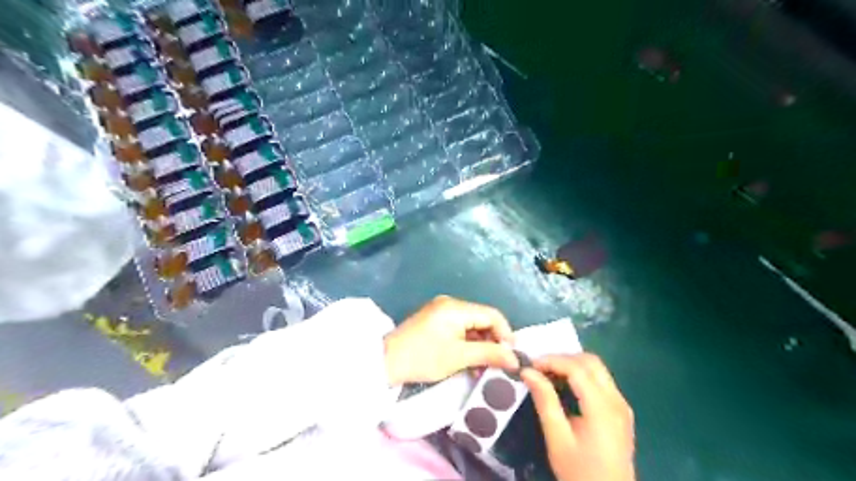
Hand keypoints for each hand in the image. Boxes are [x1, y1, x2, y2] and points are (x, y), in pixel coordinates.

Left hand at [386, 295, 518, 385]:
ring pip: (471, 324)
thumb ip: (490, 354)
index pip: (492, 314)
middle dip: (492, 340)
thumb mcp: (459, 357)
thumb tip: (515, 359)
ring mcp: (441, 310)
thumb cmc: (424, 358)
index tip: (510, 356)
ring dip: (480, 343)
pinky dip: (467, 342)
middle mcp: (450, 303)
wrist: (386, 361)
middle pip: (482, 318)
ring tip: (483, 366)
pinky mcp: (434, 319)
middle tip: (497, 363)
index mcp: (456, 307)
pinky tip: (469, 359)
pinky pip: (459, 327)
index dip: (506, 334)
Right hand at [523, 353, 634, 480]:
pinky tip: (565, 386)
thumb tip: (527, 372)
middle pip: (591, 362)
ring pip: (597, 369)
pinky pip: (601, 381)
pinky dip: (582, 375)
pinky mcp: (621, 411)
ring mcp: (622, 405)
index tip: (530, 365)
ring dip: (572, 365)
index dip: (552, 360)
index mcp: (602, 407)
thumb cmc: (580, 471)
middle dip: (563, 358)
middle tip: (540, 368)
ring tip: (549, 375)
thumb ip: (544, 401)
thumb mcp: (557, 438)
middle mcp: (616, 400)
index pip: (577, 368)